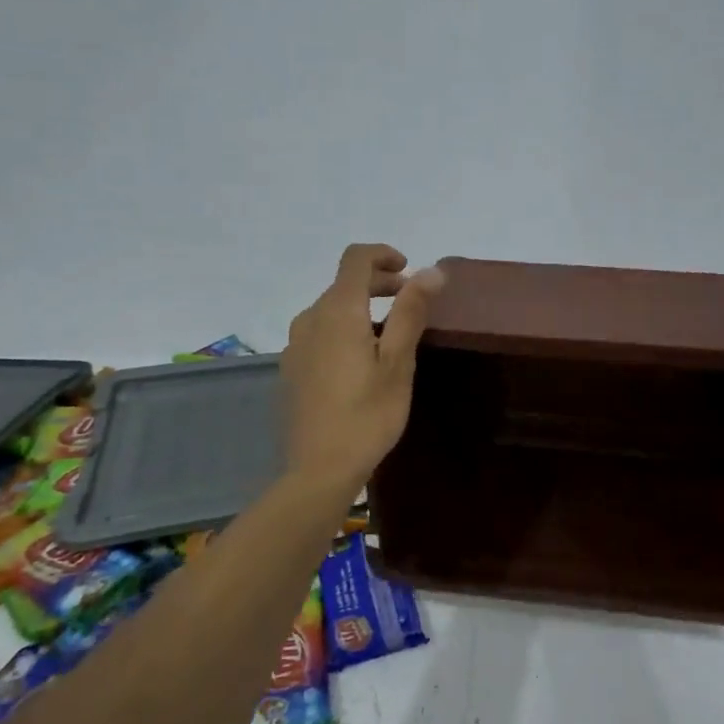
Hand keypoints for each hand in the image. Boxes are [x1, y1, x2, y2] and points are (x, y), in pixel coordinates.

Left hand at [281, 244, 442, 492]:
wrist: (318, 469)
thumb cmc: (367, 415)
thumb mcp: (398, 362)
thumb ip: (411, 311)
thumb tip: (431, 270)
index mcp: (337, 312)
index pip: (355, 259)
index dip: (383, 254)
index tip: (409, 269)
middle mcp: (310, 319)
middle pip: (343, 283)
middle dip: (378, 283)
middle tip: (410, 301)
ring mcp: (295, 345)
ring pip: (330, 309)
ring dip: (361, 307)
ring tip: (390, 333)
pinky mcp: (291, 369)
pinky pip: (319, 333)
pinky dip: (344, 329)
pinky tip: (361, 361)